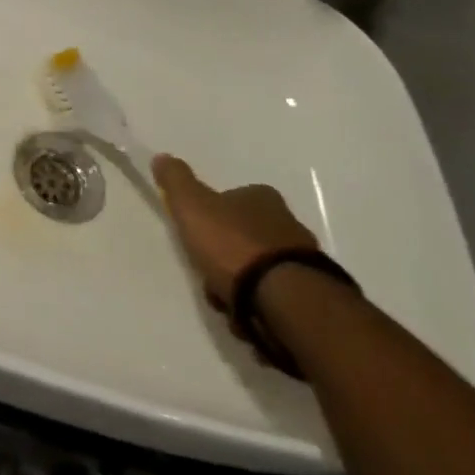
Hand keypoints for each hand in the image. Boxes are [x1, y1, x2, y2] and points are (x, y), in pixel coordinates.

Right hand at [152, 154, 317, 310]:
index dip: (212, 216)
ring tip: (226, 302)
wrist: (284, 299)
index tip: (198, 236)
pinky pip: (277, 297)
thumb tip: (162, 157)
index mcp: (262, 198)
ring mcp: (304, 261)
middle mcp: (288, 223)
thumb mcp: (192, 206)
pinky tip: (247, 318)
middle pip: (247, 236)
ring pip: (261, 269)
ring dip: (243, 284)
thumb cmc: (233, 245)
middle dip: (227, 255)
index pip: (233, 198)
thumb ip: (176, 181)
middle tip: (209, 273)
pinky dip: (261, 306)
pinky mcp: (312, 296)